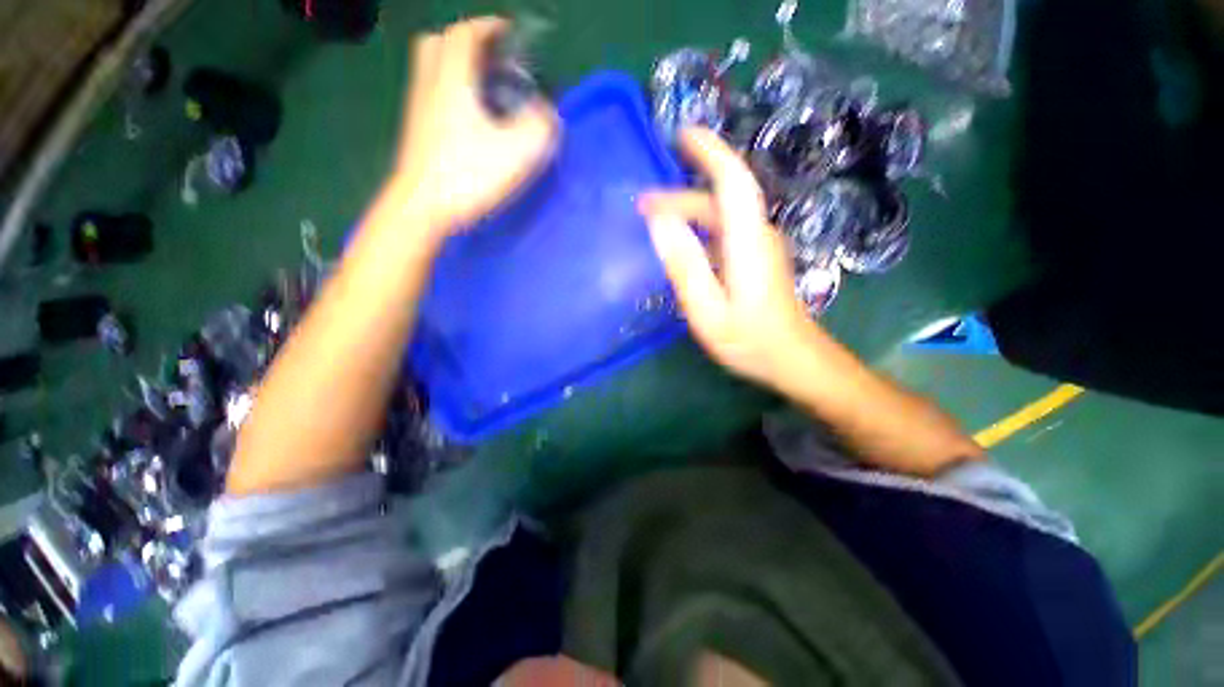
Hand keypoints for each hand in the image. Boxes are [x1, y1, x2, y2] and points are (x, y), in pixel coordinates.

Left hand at [392, 17, 558, 234]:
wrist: (423, 207)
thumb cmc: (468, 176)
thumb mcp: (515, 153)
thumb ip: (538, 128)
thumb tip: (547, 114)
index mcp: (453, 81)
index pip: (465, 34)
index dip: (488, 26)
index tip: (509, 32)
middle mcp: (430, 85)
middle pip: (438, 44)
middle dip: (465, 43)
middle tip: (491, 60)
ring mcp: (419, 109)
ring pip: (432, 70)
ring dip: (456, 68)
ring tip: (484, 89)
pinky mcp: (417, 131)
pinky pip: (432, 95)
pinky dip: (450, 93)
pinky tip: (470, 119)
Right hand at [638, 127, 815, 387]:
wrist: (793, 359)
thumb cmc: (750, 339)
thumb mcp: (708, 309)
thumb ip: (685, 265)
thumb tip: (659, 221)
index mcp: (747, 240)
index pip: (732, 179)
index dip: (709, 151)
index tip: (681, 135)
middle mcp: (757, 233)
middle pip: (722, 197)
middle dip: (681, 193)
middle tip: (643, 206)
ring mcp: (760, 246)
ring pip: (723, 214)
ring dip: (689, 211)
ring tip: (655, 222)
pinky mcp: (757, 259)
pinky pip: (725, 230)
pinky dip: (700, 227)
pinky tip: (682, 243)